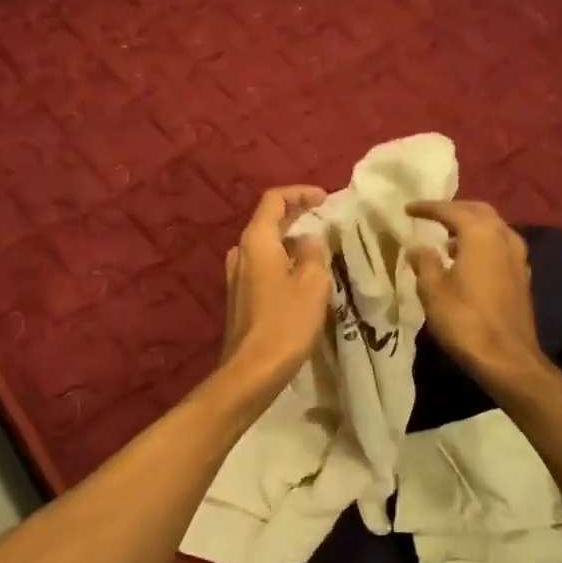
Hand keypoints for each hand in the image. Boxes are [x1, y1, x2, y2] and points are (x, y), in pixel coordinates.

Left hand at [220, 186, 331, 397]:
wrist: (252, 369)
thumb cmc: (286, 322)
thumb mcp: (312, 283)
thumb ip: (313, 252)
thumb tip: (309, 239)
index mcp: (256, 240)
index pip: (274, 200)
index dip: (300, 193)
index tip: (325, 198)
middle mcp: (241, 252)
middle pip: (268, 220)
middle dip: (297, 214)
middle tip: (325, 217)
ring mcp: (236, 275)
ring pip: (265, 244)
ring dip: (290, 239)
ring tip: (318, 245)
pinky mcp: (240, 295)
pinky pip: (263, 264)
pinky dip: (283, 259)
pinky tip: (302, 274)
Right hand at [405, 199, 544, 387]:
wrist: (507, 357)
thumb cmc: (465, 320)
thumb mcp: (433, 290)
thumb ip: (424, 262)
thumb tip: (418, 247)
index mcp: (480, 235)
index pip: (451, 210)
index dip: (428, 207)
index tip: (408, 209)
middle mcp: (503, 237)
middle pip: (479, 211)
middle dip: (454, 210)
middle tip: (432, 216)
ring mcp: (517, 257)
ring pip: (493, 228)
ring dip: (471, 227)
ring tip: (447, 240)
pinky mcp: (522, 276)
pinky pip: (500, 246)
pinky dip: (483, 244)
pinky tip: (468, 261)